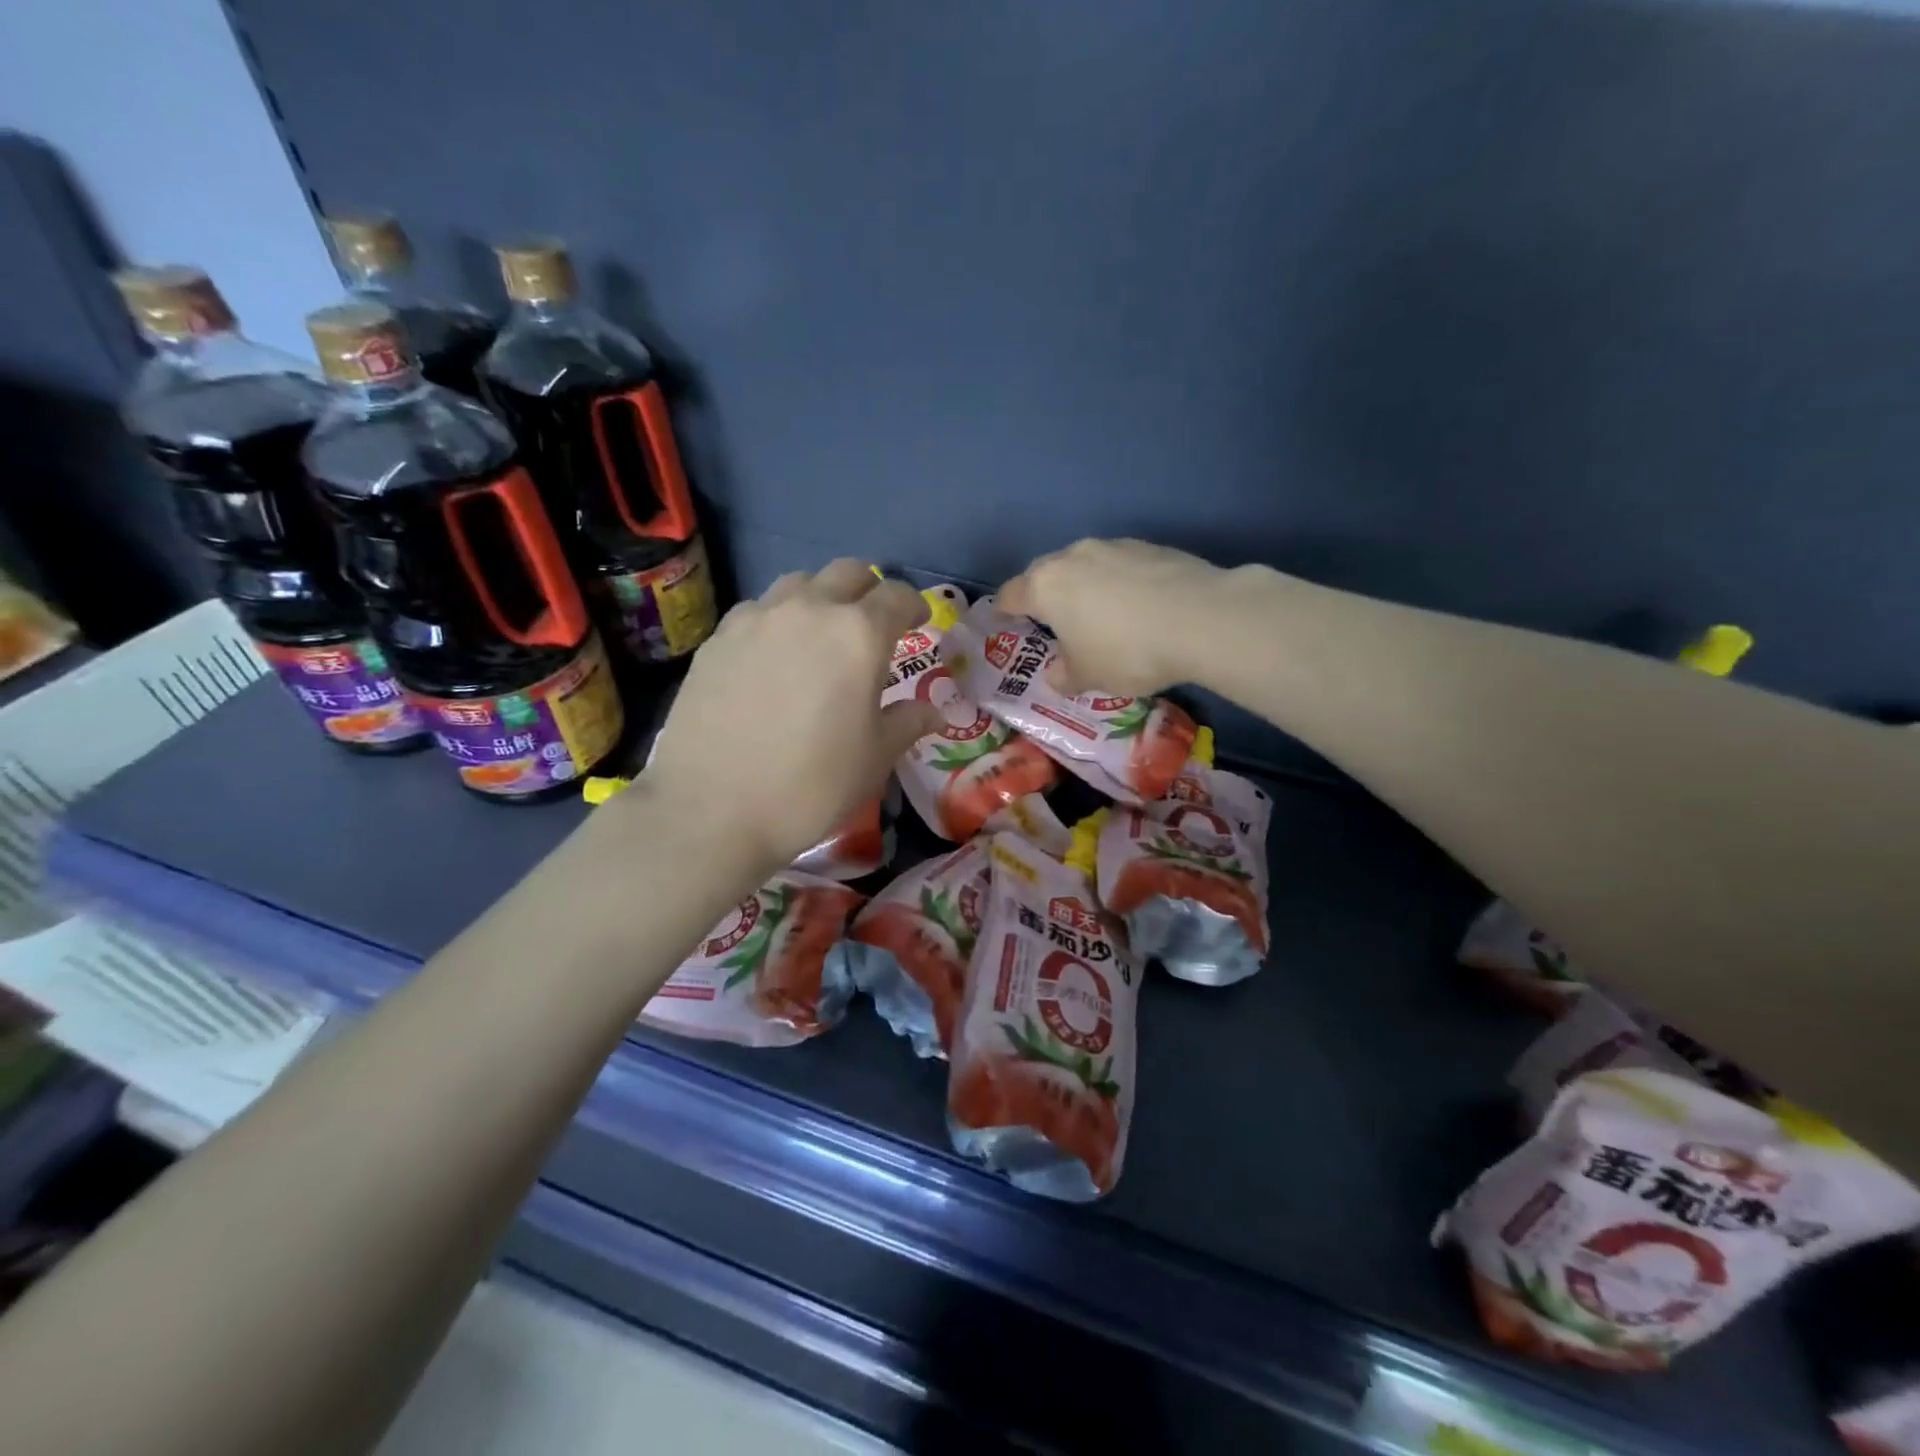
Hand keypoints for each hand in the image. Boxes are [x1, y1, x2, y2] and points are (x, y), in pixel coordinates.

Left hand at [641, 560, 941, 876]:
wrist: (711, 808)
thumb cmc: (811, 785)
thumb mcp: (874, 758)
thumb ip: (907, 722)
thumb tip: (935, 711)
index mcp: (858, 634)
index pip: (896, 597)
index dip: (914, 606)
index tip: (919, 623)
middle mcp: (809, 610)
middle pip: (847, 573)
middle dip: (869, 590)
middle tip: (874, 624)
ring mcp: (757, 618)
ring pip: (799, 583)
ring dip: (821, 598)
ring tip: (821, 634)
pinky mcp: (718, 638)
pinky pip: (758, 610)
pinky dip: (778, 619)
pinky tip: (773, 656)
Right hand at [997, 538, 1226, 695]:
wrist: (1201, 619)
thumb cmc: (1126, 652)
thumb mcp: (1088, 677)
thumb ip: (1063, 675)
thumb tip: (1056, 674)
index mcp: (1046, 587)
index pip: (1011, 594)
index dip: (1003, 610)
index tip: (1003, 620)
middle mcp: (1073, 557)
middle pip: (1045, 573)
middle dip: (1044, 594)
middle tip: (1051, 620)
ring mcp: (1114, 546)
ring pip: (1085, 565)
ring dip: (1084, 586)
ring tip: (1099, 614)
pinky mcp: (1151, 546)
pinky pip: (1121, 566)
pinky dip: (1119, 583)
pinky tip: (1137, 607)